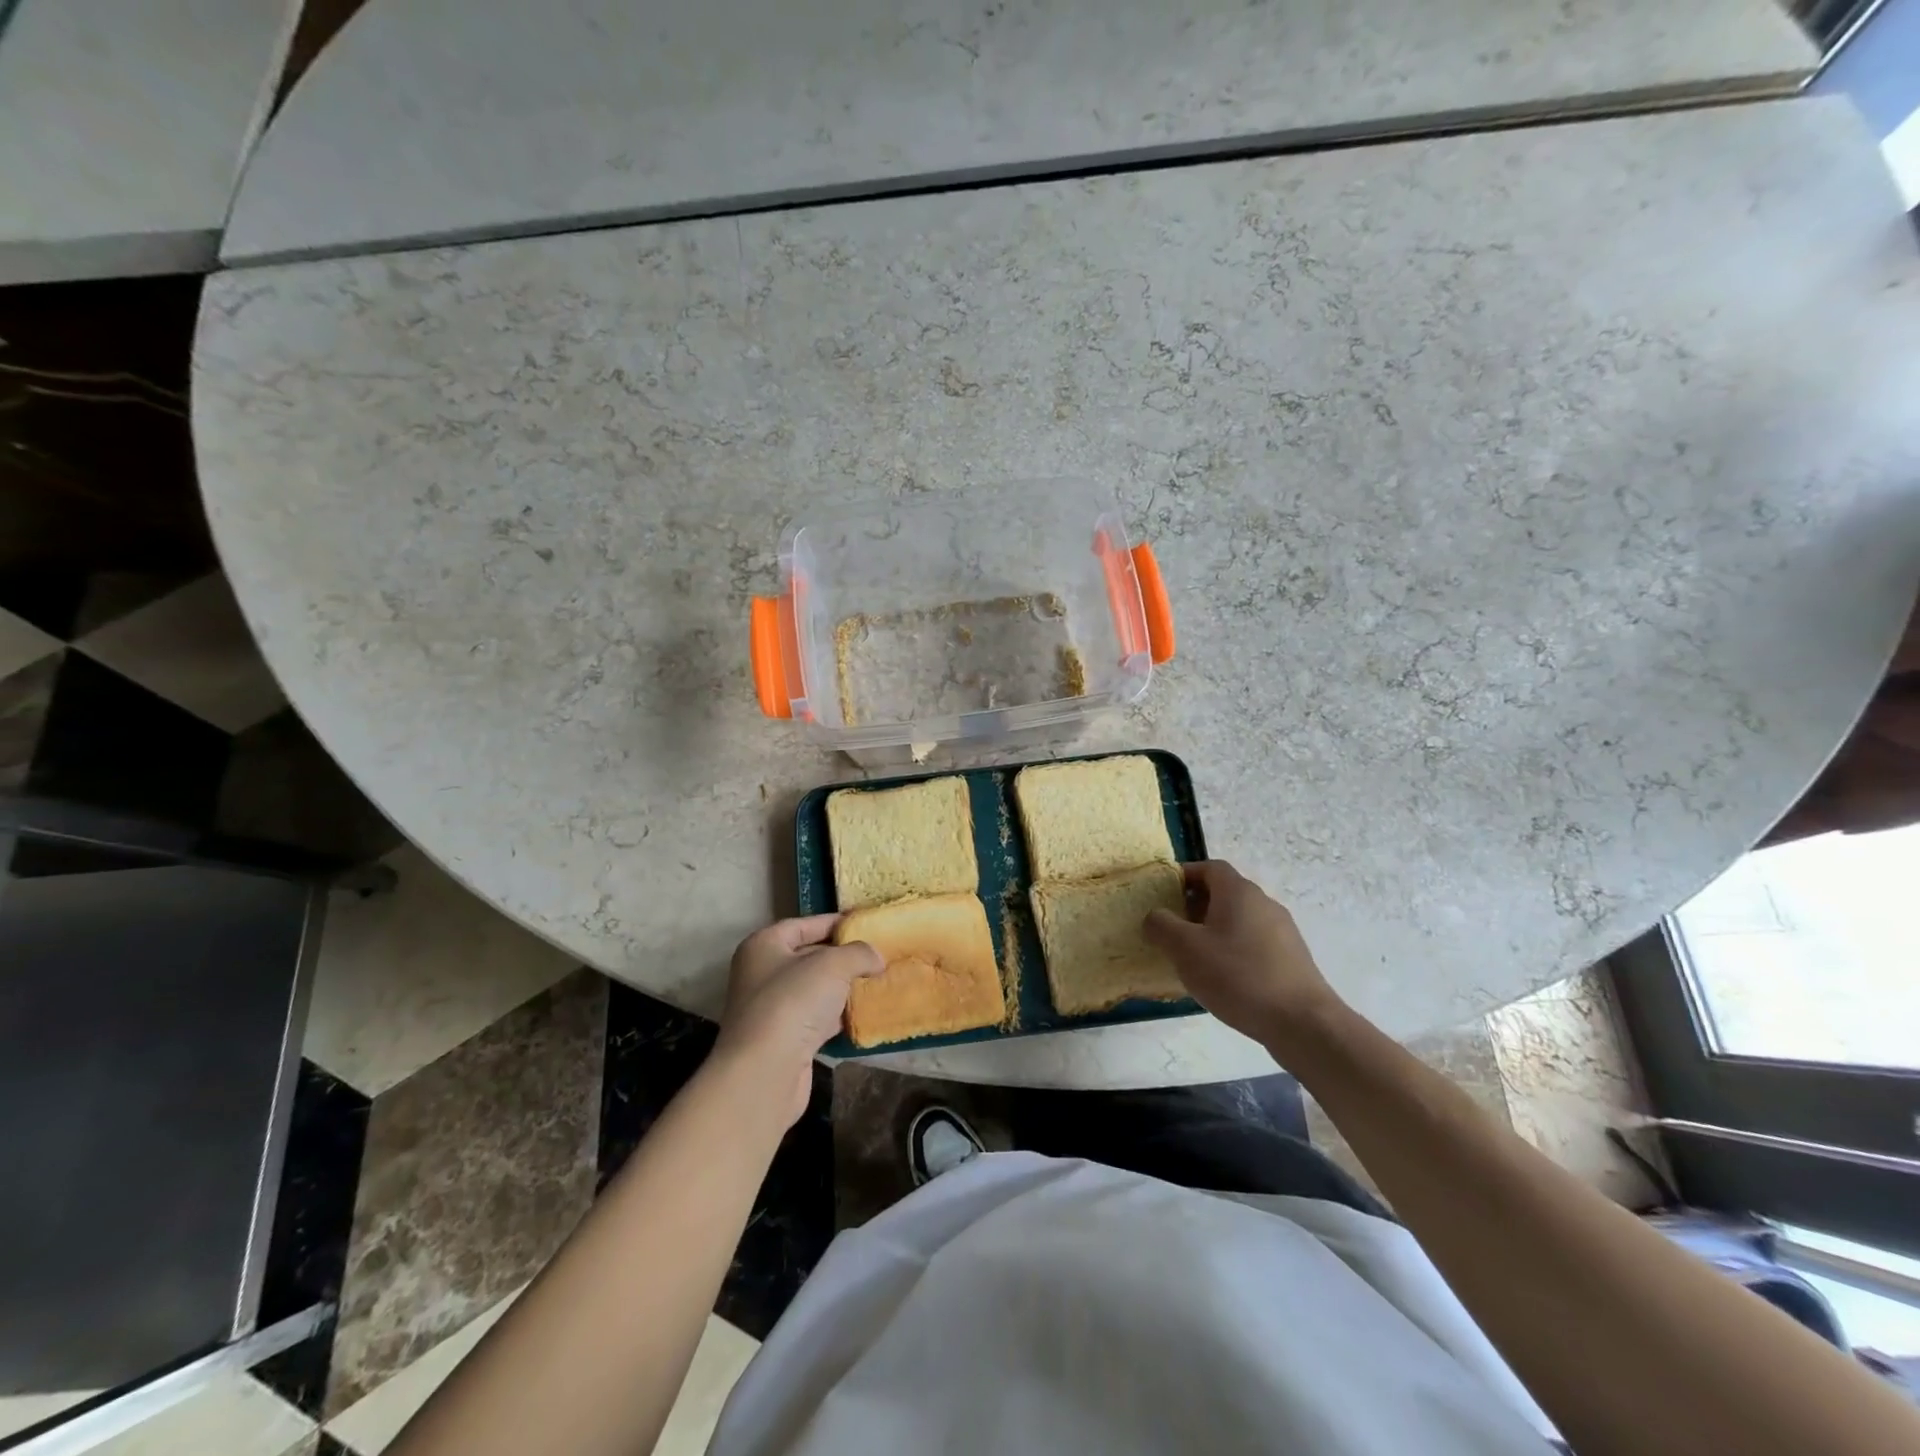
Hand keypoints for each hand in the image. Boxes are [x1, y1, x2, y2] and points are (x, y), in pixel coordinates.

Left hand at [713, 915, 881, 1125]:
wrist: (765, 1072)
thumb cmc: (793, 1002)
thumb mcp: (833, 964)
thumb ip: (859, 953)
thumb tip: (876, 958)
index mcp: (764, 945)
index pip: (805, 924)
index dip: (835, 922)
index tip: (866, 924)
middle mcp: (762, 973)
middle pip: (809, 956)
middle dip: (843, 956)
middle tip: (878, 954)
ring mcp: (772, 1008)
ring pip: (815, 989)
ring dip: (843, 987)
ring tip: (877, 981)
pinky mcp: (784, 1039)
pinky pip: (816, 1018)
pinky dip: (837, 1015)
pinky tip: (863, 1013)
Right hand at [1143, 860, 1343, 1045]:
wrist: (1302, 1023)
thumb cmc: (1238, 976)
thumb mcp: (1185, 949)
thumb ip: (1161, 925)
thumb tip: (1155, 916)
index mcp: (1238, 892)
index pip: (1209, 867)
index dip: (1184, 875)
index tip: (1163, 894)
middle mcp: (1263, 903)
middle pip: (1224, 893)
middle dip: (1194, 906)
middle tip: (1172, 929)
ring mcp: (1282, 931)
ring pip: (1238, 920)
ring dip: (1213, 930)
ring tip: (1193, 958)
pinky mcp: (1291, 958)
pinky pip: (1253, 943)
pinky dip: (1233, 950)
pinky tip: (1223, 979)